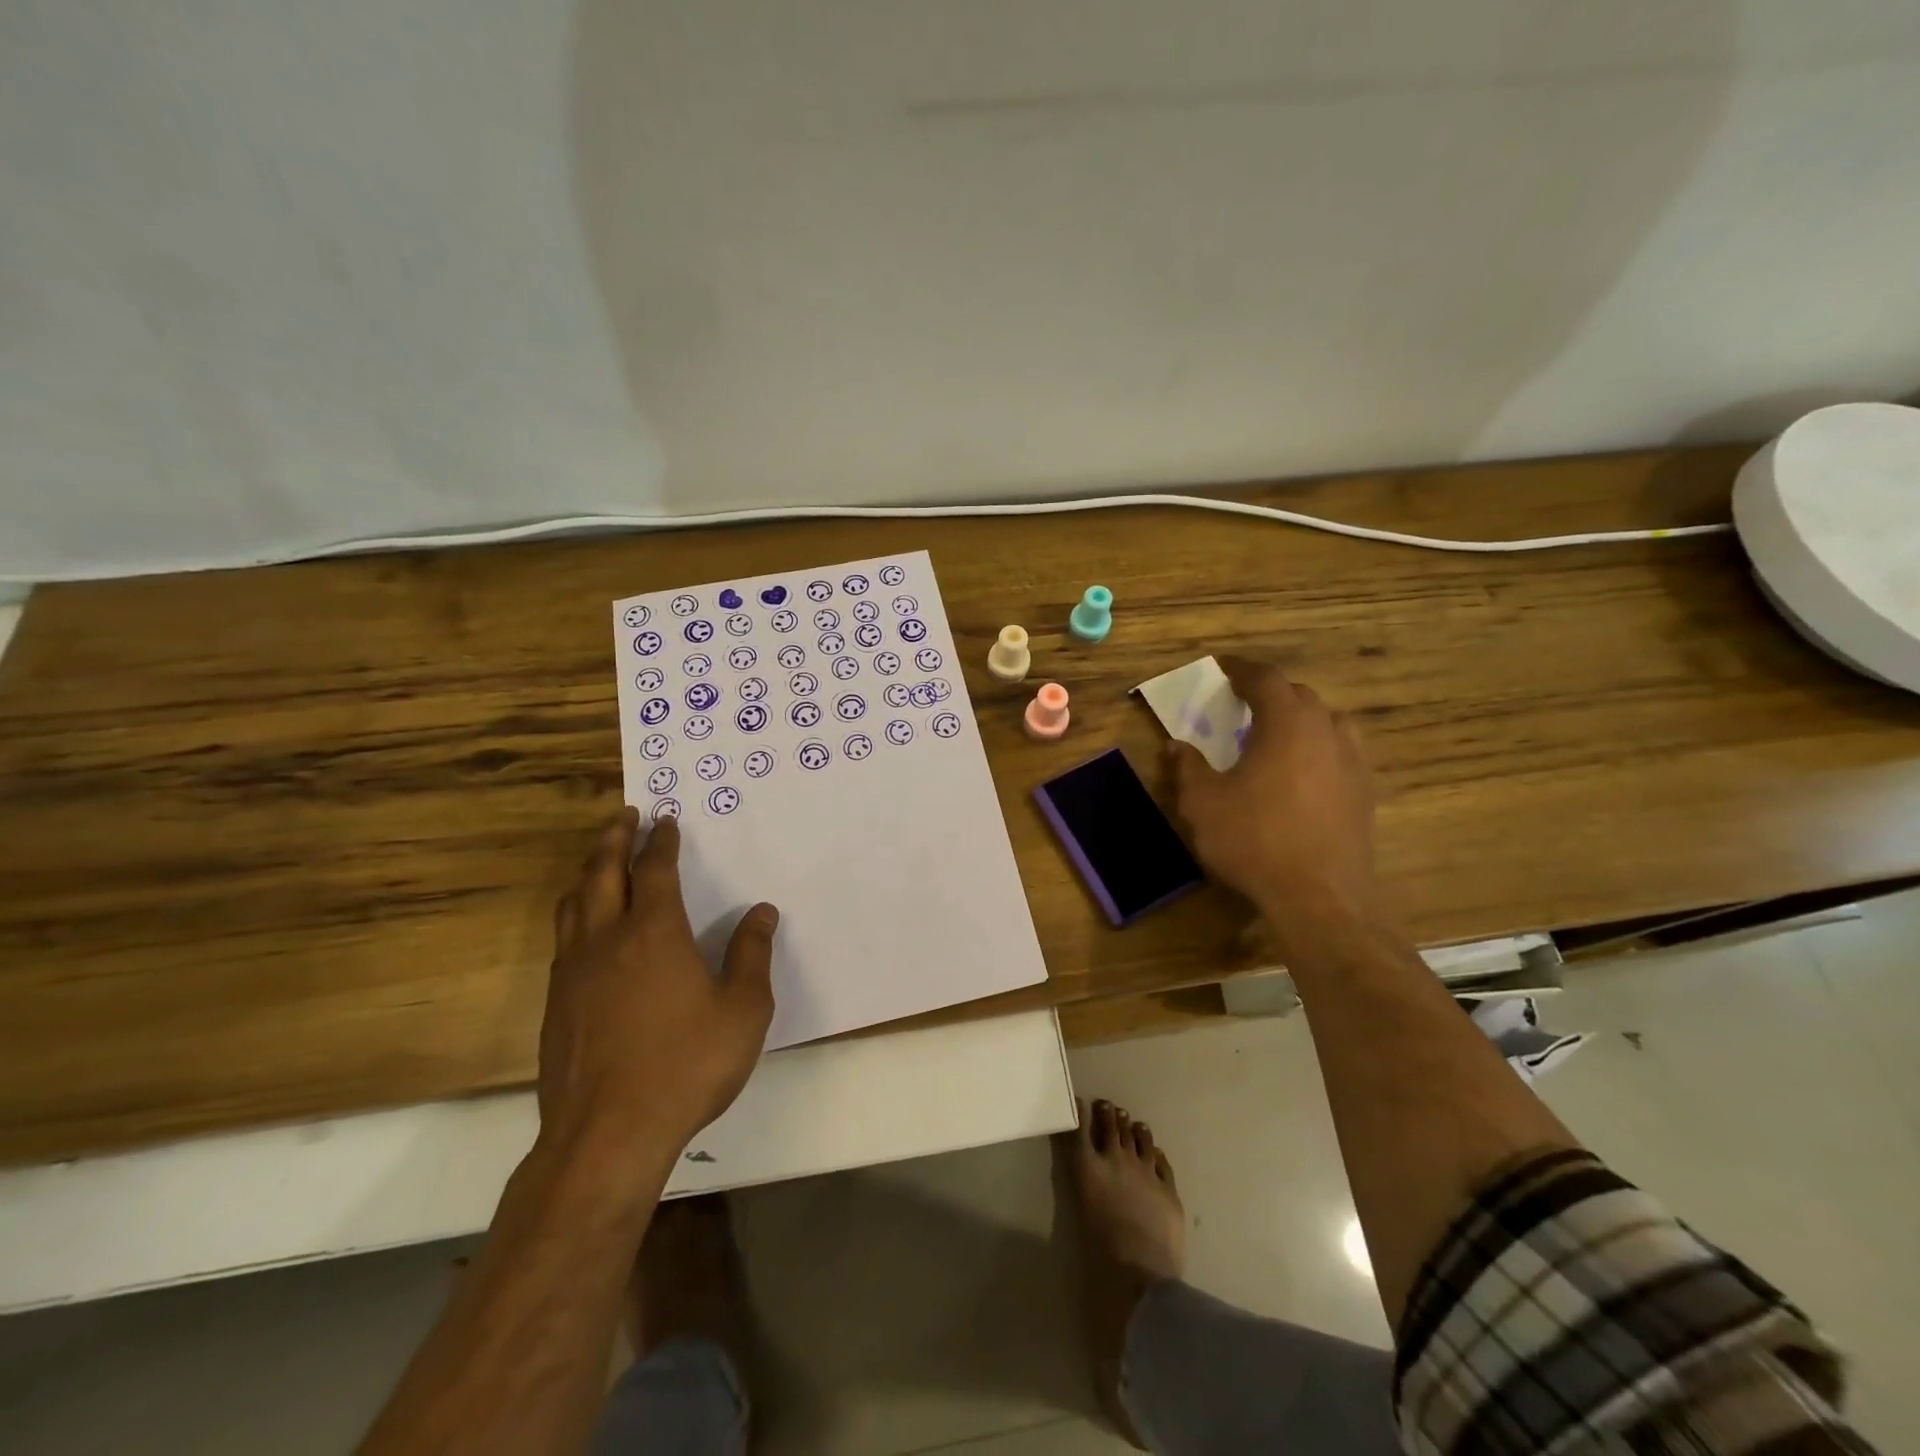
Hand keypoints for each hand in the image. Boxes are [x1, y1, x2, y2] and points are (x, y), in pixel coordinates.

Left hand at [538, 809, 779, 1176]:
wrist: (608, 1135)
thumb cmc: (687, 1065)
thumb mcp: (743, 1009)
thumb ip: (752, 955)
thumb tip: (762, 913)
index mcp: (655, 932)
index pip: (655, 870)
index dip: (662, 841)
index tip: (666, 820)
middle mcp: (608, 939)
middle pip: (602, 873)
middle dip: (614, 839)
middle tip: (624, 817)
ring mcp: (574, 972)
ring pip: (573, 903)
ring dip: (587, 872)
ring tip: (598, 860)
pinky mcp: (556, 1004)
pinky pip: (563, 939)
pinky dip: (575, 912)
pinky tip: (586, 929)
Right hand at [1168, 657, 1378, 926]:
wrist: (1318, 896)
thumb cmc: (1253, 839)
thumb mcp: (1203, 803)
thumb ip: (1188, 768)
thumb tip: (1176, 746)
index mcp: (1286, 723)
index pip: (1266, 678)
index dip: (1242, 669)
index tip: (1224, 667)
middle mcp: (1326, 731)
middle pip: (1300, 696)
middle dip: (1271, 694)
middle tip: (1243, 705)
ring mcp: (1353, 762)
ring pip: (1328, 722)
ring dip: (1301, 719)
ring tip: (1277, 735)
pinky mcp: (1365, 793)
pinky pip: (1341, 753)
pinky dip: (1319, 749)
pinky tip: (1303, 774)